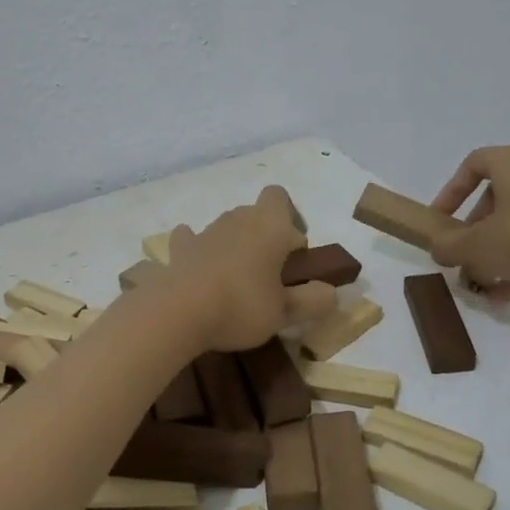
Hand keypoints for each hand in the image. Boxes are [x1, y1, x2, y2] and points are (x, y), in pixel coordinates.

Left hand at [164, 186, 336, 352]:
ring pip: (226, 228)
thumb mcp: (285, 312)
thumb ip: (312, 301)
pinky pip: (191, 240)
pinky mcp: (179, 250)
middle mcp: (237, 219)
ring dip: (234, 246)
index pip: (280, 197)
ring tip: (237, 282)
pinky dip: (199, 250)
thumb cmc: (241, 305)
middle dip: (264, 237)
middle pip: (255, 214)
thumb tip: (331, 293)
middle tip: (270, 275)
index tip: (292, 252)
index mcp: (269, 225)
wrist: (178, 311)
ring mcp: (205, 232)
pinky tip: (201, 269)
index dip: (289, 219)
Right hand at [429, 145, 509, 306]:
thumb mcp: (478, 246)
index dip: (451, 191)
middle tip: (463, 255)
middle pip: (496, 196)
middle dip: (475, 229)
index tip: (441, 220)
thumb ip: (449, 246)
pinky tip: (507, 295)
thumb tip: (438, 248)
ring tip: (483, 282)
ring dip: (497, 250)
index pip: (473, 164)